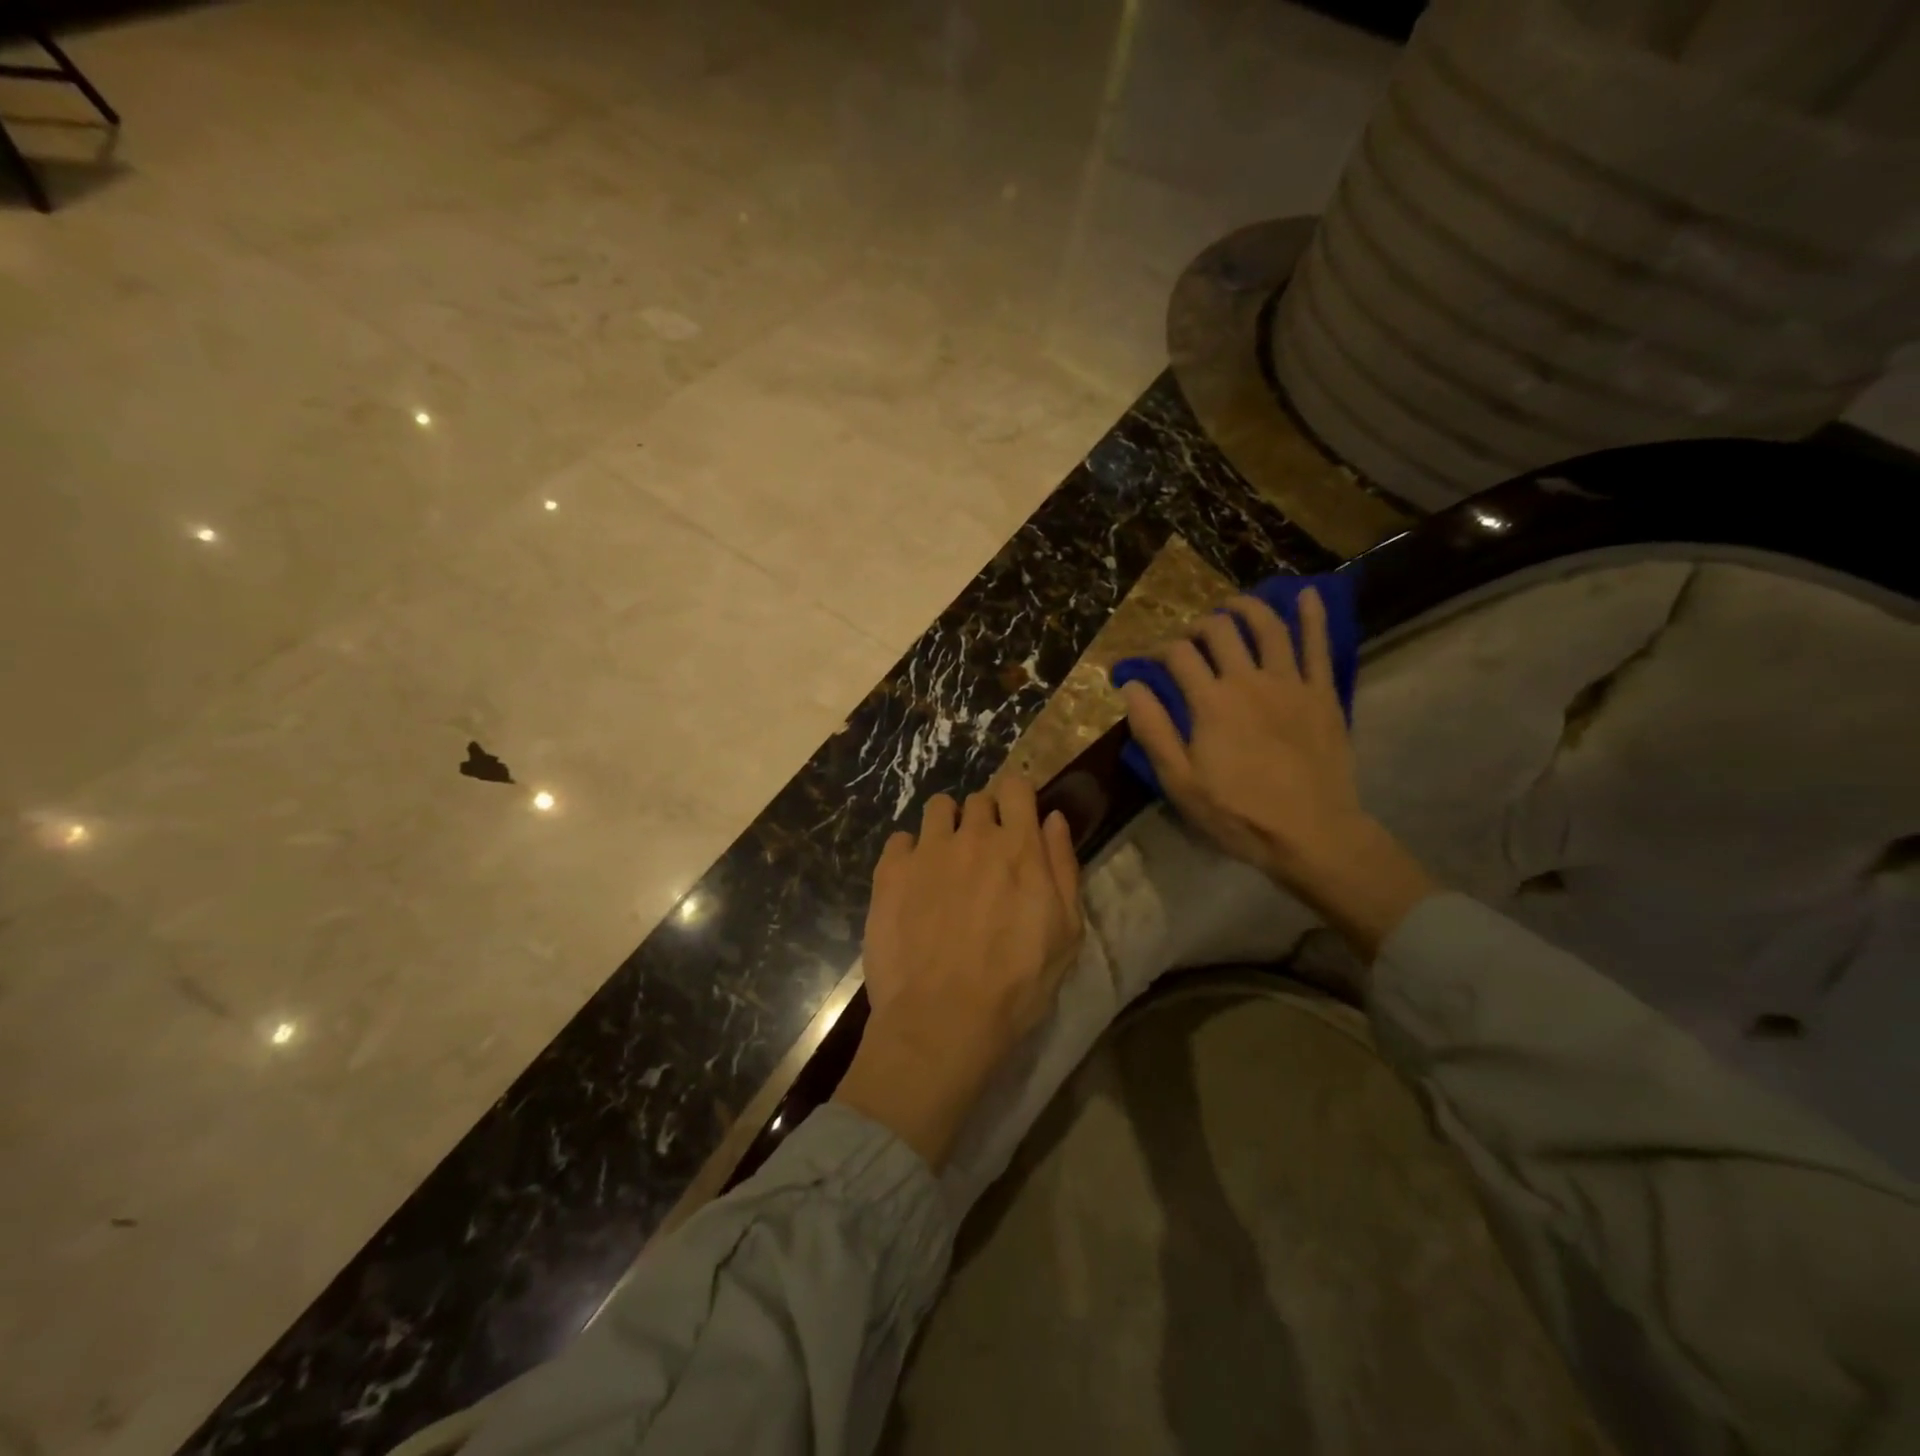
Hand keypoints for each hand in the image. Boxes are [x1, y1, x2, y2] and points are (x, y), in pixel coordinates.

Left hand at [834, 775, 1082, 1168]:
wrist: (942, 1020)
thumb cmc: (1016, 984)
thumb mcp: (1065, 932)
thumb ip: (1062, 866)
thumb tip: (1053, 819)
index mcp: (1019, 847)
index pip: (1016, 786)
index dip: (1017, 799)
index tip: (1016, 820)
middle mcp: (972, 836)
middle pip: (978, 799)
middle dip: (984, 819)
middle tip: (984, 858)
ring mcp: (927, 851)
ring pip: (937, 808)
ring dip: (946, 827)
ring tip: (946, 864)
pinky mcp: (890, 871)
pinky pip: (900, 839)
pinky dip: (909, 854)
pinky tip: (913, 885)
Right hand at [1120, 587, 1436, 958]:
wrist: (1312, 834)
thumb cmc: (1238, 813)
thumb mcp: (1180, 782)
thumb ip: (1154, 730)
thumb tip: (1131, 685)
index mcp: (1211, 702)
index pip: (1179, 656)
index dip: (1159, 651)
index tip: (1149, 662)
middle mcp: (1249, 681)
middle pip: (1220, 632)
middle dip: (1198, 627)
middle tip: (1191, 639)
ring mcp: (1290, 683)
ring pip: (1268, 628)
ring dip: (1247, 609)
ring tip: (1233, 606)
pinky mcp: (1322, 694)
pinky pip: (1319, 646)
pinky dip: (1312, 616)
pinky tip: (1307, 595)